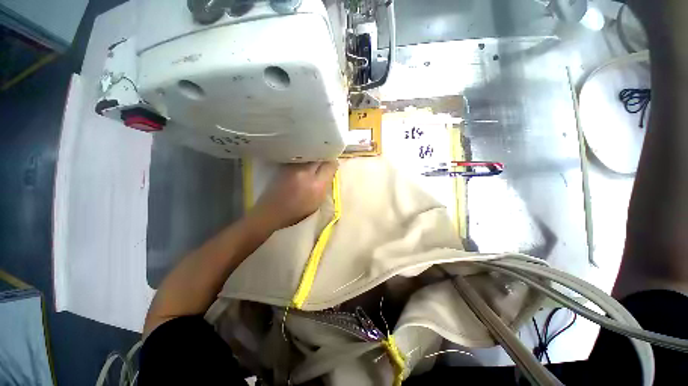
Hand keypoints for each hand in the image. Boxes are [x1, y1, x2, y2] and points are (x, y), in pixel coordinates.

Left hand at [250, 161, 337, 231]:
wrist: (272, 211)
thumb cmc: (297, 212)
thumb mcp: (317, 202)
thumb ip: (325, 185)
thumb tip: (330, 171)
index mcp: (317, 186)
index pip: (330, 165)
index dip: (333, 164)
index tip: (332, 166)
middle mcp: (306, 173)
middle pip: (320, 157)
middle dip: (324, 158)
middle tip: (324, 163)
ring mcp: (294, 168)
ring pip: (309, 155)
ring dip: (314, 157)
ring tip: (314, 163)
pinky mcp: (285, 166)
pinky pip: (300, 158)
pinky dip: (304, 159)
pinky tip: (304, 164)